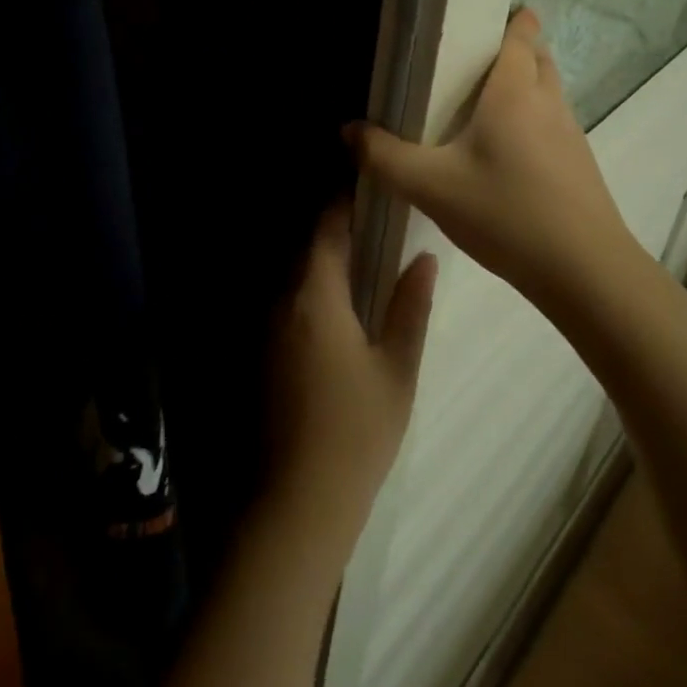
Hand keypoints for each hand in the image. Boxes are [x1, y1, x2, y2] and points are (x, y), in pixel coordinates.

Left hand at [262, 204, 436, 573]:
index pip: (326, 230)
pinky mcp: (263, 354)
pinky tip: (342, 307)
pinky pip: (289, 303)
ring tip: (365, 257)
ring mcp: (267, 329)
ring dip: (324, 261)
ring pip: (296, 276)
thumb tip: (424, 257)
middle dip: (336, 230)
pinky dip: (313, 290)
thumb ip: (410, 306)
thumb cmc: (357, 431)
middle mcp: (283, 302)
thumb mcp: (397, 368)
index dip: (343, 203)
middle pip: (307, 249)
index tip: (368, 185)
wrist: (298, 501)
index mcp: (315, 297)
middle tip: (377, 221)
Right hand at [346, 8, 637, 313]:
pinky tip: (505, 153)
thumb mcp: (430, 186)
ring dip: (525, 86)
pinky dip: (533, 120)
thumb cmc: (505, 213)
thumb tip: (347, 130)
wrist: (584, 272)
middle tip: (473, 61)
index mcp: (515, 92)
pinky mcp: (579, 166)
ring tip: (484, 104)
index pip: (521, 35)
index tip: (483, 16)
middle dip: (516, 49)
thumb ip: (383, 157)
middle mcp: (548, 103)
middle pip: (538, 58)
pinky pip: (553, 124)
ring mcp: (571, 135)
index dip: (510, 18)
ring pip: (549, 92)